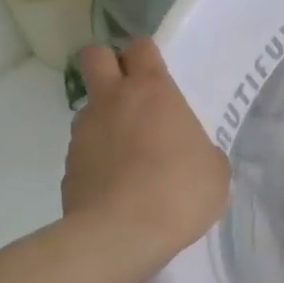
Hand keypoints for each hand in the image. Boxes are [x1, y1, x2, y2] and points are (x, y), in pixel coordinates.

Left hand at [63, 40, 229, 266]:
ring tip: (132, 153)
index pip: (141, 47)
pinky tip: (120, 185)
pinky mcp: (68, 167)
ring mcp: (84, 133)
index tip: (159, 71)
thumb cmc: (180, 191)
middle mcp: (113, 102)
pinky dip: (100, 159)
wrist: (121, 235)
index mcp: (153, 92)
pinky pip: (86, 150)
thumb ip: (201, 151)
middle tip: (133, 93)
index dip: (148, 54)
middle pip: (96, 57)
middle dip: (110, 65)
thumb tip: (191, 155)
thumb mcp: (215, 171)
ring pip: (90, 108)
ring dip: (107, 119)